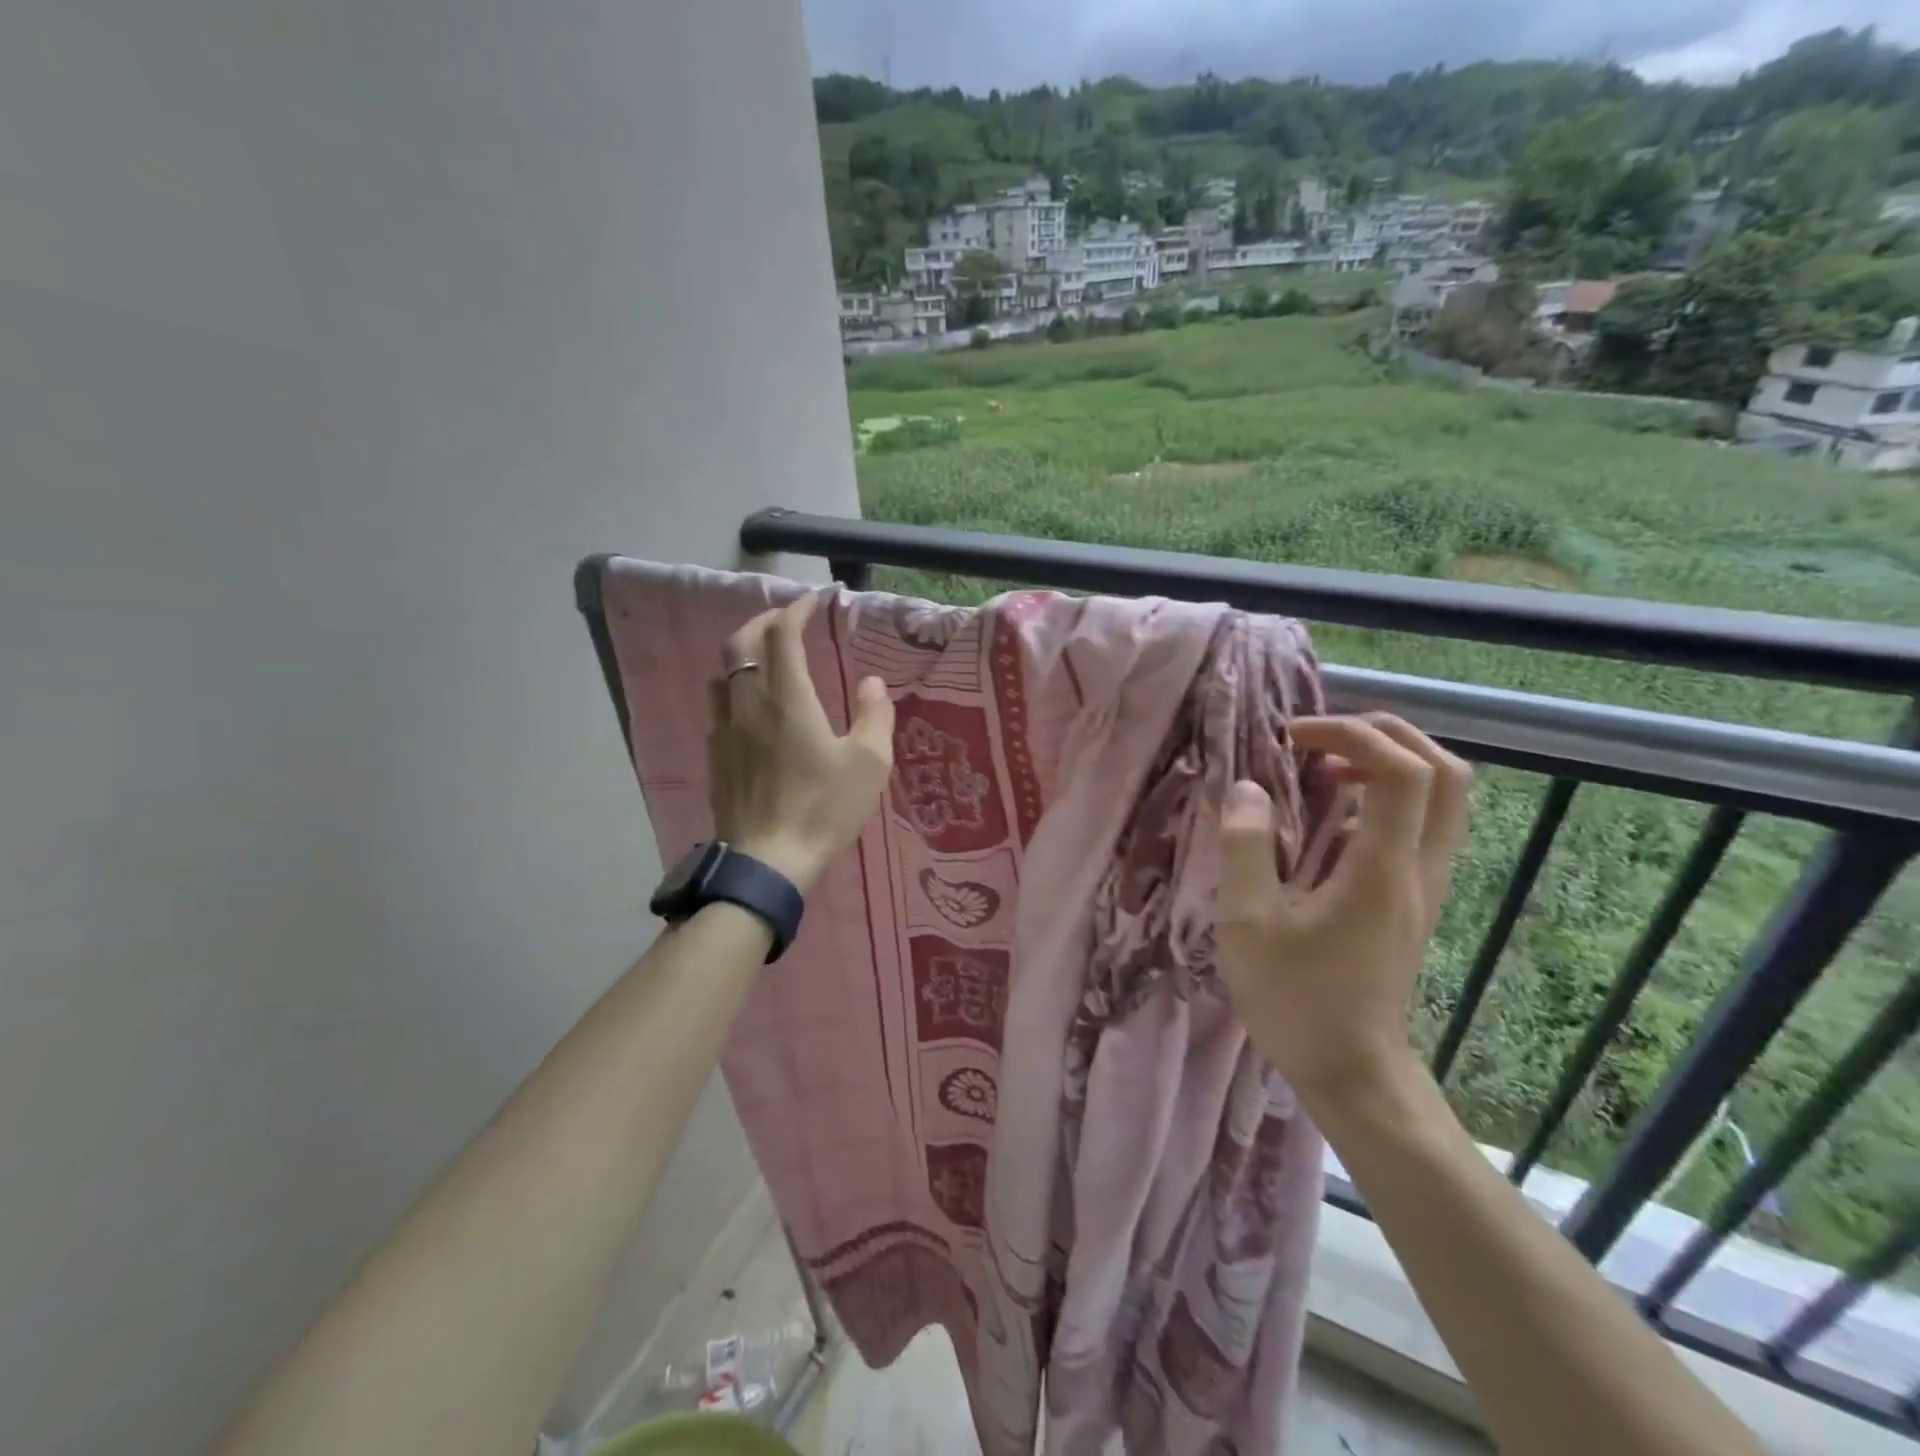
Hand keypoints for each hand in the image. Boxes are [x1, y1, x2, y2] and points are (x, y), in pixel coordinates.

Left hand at [708, 592, 894, 894]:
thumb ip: (875, 716)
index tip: (814, 600)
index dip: (797, 610)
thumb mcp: (869, 764)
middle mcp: (749, 704)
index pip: (782, 635)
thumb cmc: (824, 809)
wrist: (769, 861)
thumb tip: (872, 683)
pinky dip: (736, 690)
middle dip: (763, 622)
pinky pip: (720, 708)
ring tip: (767, 659)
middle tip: (786, 621)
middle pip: (740, 643)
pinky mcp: (716, 757)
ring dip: (744, 655)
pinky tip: (753, 710)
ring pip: (723, 674)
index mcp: (788, 699)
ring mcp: (725, 730)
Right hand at [1216, 714, 1470, 1104]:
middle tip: (1321, 738)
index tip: (1293, 737)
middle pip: (1446, 770)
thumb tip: (1247, 788)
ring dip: (1389, 762)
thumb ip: (1246, 848)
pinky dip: (1385, 794)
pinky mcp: (1415, 898)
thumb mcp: (1249, 923)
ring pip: (1444, 796)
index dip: (1352, 733)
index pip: (1402, 770)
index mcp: (1383, 868)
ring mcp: (1425, 883)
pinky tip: (1332, 813)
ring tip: (1325, 766)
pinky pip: (1422, 822)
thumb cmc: (1295, 999)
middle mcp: (1419, 867)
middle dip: (1385, 734)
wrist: (1351, 1072)